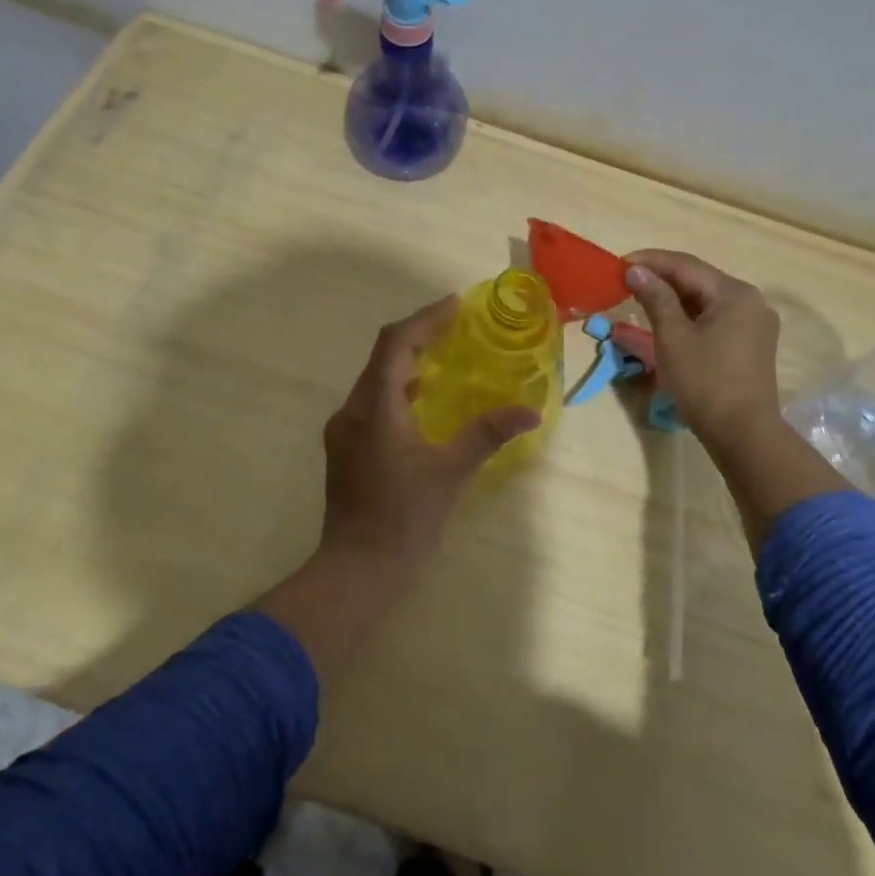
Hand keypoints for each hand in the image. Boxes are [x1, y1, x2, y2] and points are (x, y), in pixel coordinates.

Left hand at [319, 296, 539, 571]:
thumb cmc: (405, 519)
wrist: (357, 570)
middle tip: (456, 327)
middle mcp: (352, 411)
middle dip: (418, 335)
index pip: (395, 344)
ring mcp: (344, 431)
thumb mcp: (451, 472)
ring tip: (445, 357)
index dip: (425, 319)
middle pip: (383, 356)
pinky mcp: (346, 449)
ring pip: (376, 380)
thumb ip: (487, 433)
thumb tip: (530, 410)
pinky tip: (423, 403)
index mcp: (375, 408)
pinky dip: (399, 390)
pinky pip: (373, 402)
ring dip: (407, 363)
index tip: (456, 305)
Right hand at [624, 250, 783, 452]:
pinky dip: (690, 316)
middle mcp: (750, 300)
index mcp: (734, 293)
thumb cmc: (704, 382)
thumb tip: (636, 270)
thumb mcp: (673, 337)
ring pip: (707, 299)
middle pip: (699, 280)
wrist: (743, 433)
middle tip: (627, 281)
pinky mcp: (752, 343)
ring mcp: (755, 322)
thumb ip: (655, 298)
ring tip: (642, 299)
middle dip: (662, 278)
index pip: (686, 265)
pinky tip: (669, 320)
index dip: (650, 261)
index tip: (619, 263)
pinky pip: (716, 317)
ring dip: (674, 298)